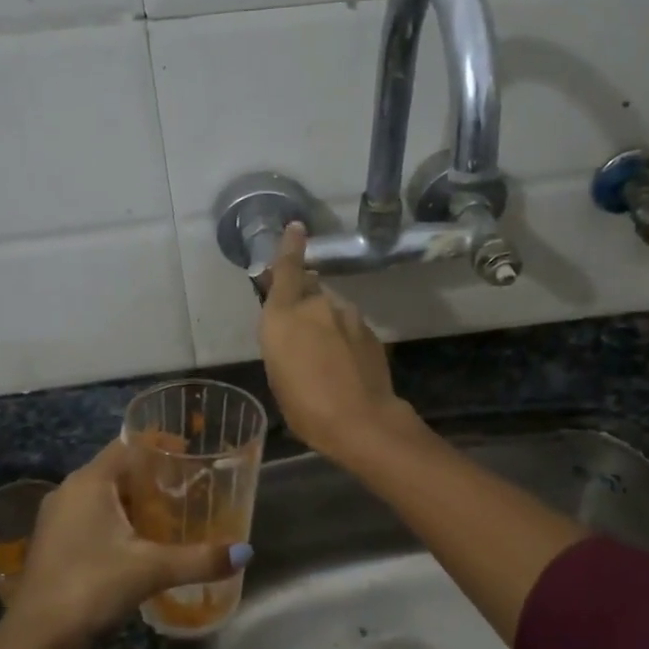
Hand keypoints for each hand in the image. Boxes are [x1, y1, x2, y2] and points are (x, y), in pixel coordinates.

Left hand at [4, 439, 243, 648]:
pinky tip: (140, 544)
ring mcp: (57, 518)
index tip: (190, 454)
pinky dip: (118, 521)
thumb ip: (199, 559)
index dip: (159, 445)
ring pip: (103, 496)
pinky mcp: (54, 543)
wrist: (36, 638)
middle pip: (117, 470)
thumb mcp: (151, 569)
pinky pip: (92, 517)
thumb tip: (245, 552)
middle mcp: (69, 491)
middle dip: (152, 477)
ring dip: (134, 502)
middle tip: (188, 489)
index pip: (128, 445)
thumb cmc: (91, 585)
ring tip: (170, 515)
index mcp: (89, 482)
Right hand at [258, 224, 416, 462]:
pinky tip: (343, 361)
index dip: (290, 247)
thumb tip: (293, 328)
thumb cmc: (305, 406)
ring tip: (324, 352)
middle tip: (300, 326)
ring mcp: (347, 316)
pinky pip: (349, 325)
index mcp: (283, 316)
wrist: (361, 420)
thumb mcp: (278, 374)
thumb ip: (283, 341)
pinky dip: (343, 335)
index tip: (297, 227)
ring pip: (331, 308)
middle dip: (303, 298)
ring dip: (325, 320)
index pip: (286, 270)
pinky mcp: (369, 331)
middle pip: (309, 289)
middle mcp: (315, 306)